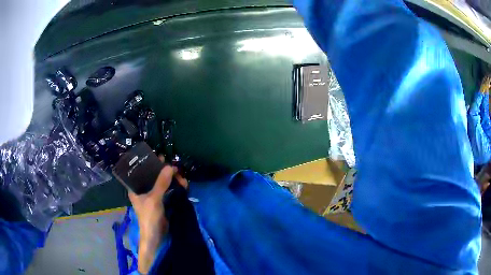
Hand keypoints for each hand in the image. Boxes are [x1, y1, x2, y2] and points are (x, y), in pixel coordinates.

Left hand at [128, 157, 187, 273]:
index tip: (161, 157)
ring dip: (171, 179)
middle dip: (164, 172)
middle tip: (176, 169)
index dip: (149, 163)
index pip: (140, 170)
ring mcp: (151, 195)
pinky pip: (167, 189)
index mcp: (135, 188)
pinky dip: (174, 187)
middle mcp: (142, 189)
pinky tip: (182, 185)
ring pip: (161, 182)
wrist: (156, 236)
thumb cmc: (149, 217)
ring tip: (182, 179)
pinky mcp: (160, 201)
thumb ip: (161, 183)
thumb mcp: (154, 199)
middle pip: (153, 175)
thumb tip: (170, 166)